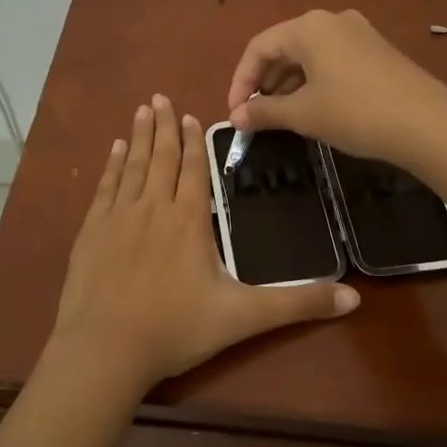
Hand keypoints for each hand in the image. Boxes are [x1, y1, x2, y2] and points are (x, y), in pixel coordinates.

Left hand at [53, 94, 358, 389]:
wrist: (106, 349)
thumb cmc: (176, 329)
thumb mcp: (244, 318)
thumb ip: (297, 304)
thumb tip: (354, 298)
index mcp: (189, 220)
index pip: (193, 170)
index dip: (192, 142)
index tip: (190, 115)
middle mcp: (153, 208)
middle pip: (161, 158)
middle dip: (163, 126)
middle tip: (160, 97)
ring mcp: (118, 217)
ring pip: (133, 166)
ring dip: (139, 137)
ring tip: (141, 110)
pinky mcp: (91, 231)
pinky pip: (105, 187)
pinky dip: (112, 165)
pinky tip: (115, 150)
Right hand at [227, 9, 446, 170]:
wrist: (429, 124)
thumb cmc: (356, 112)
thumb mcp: (304, 114)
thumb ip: (264, 112)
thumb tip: (235, 118)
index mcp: (308, 27)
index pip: (259, 47)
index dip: (240, 81)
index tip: (235, 114)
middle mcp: (331, 20)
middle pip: (283, 47)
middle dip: (263, 82)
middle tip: (254, 116)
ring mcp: (357, 33)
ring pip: (308, 55)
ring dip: (287, 84)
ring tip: (279, 117)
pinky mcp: (375, 51)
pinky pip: (331, 60)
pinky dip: (313, 81)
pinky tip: (313, 108)